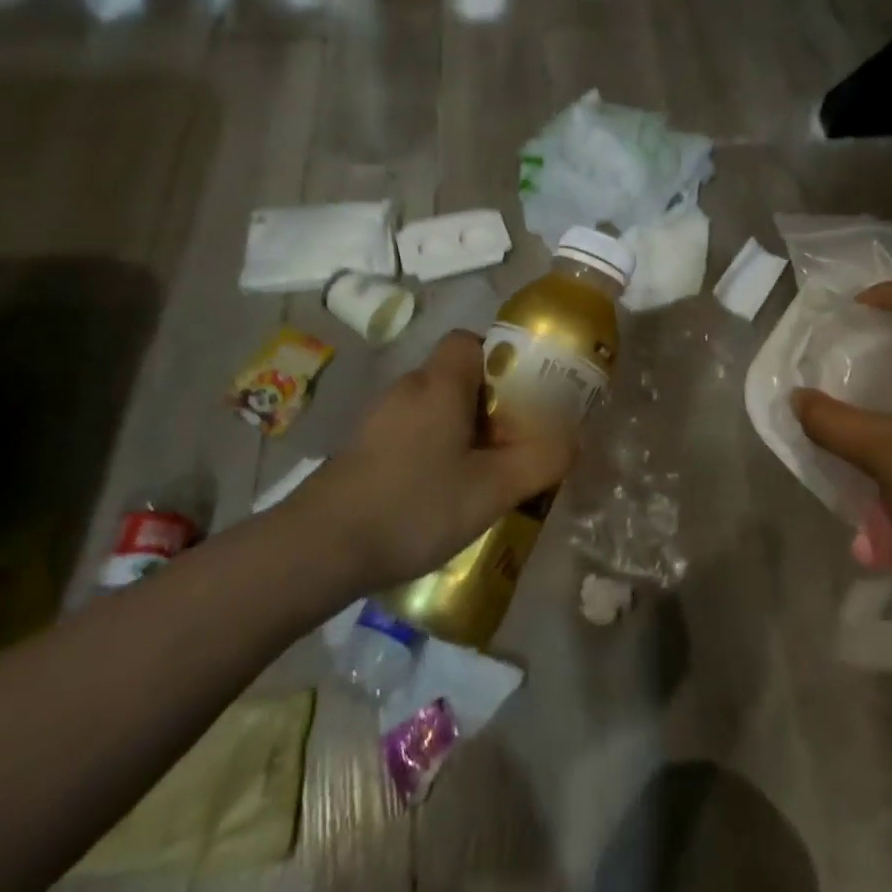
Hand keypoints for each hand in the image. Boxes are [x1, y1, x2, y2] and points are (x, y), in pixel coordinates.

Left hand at [285, 331, 576, 593]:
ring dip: (461, 431)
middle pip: (457, 376)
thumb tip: (573, 441)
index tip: (522, 397)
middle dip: (489, 404)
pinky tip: (439, 494)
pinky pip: (412, 431)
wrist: (318, 550)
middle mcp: (408, 388)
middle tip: (512, 442)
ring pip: (434, 407)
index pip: (471, 341)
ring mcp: (379, 418)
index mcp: (440, 384)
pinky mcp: (362, 448)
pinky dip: (432, 449)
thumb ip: (540, 461)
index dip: (501, 361)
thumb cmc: (414, 506)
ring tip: (481, 474)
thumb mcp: (492, 490)